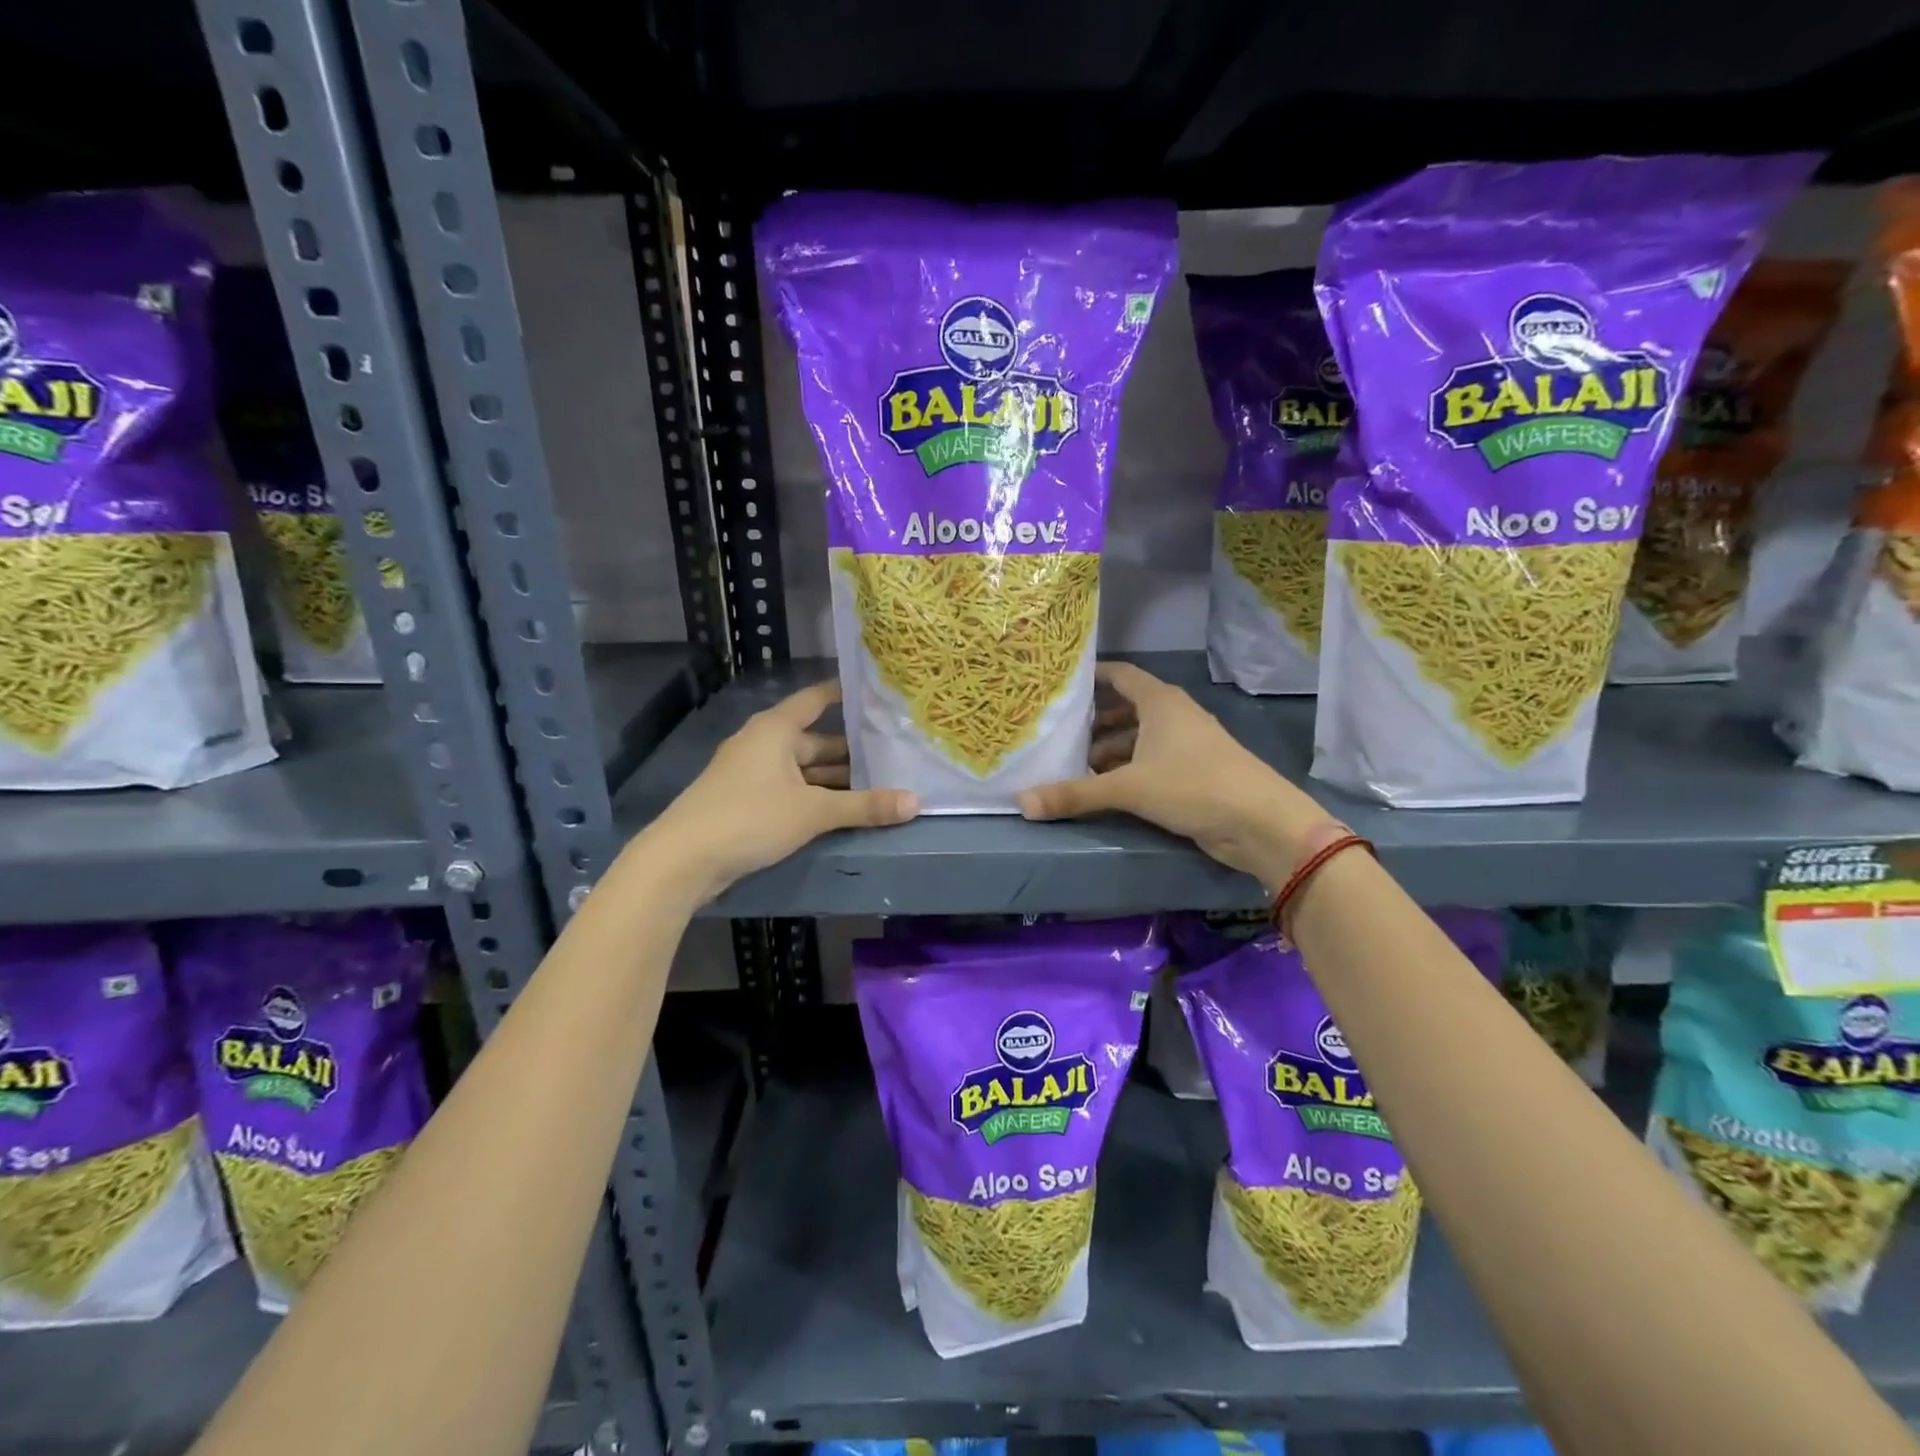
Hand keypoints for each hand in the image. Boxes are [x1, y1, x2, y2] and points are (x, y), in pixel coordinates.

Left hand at [639, 680, 917, 905]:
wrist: (683, 860)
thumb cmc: (750, 817)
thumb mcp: (813, 812)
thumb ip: (864, 806)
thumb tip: (916, 803)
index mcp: (776, 729)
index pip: (816, 699)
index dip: (844, 694)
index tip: (877, 693)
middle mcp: (763, 743)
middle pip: (815, 740)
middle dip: (851, 750)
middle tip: (893, 753)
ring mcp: (752, 773)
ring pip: (804, 770)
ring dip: (835, 779)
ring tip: (878, 784)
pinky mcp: (745, 801)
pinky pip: (790, 789)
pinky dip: (815, 796)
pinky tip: (842, 810)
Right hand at [1018, 662, 1327, 888]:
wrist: (1260, 822)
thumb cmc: (1193, 786)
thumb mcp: (1128, 788)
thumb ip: (1075, 795)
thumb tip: (1022, 803)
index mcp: (1160, 702)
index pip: (1120, 675)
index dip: (1092, 677)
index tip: (1060, 685)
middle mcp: (1174, 715)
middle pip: (1126, 708)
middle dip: (1094, 721)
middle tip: (1058, 734)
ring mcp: (1187, 744)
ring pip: (1139, 738)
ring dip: (1110, 749)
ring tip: (1075, 766)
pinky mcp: (1194, 772)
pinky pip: (1151, 761)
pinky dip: (1128, 769)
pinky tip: (1106, 788)